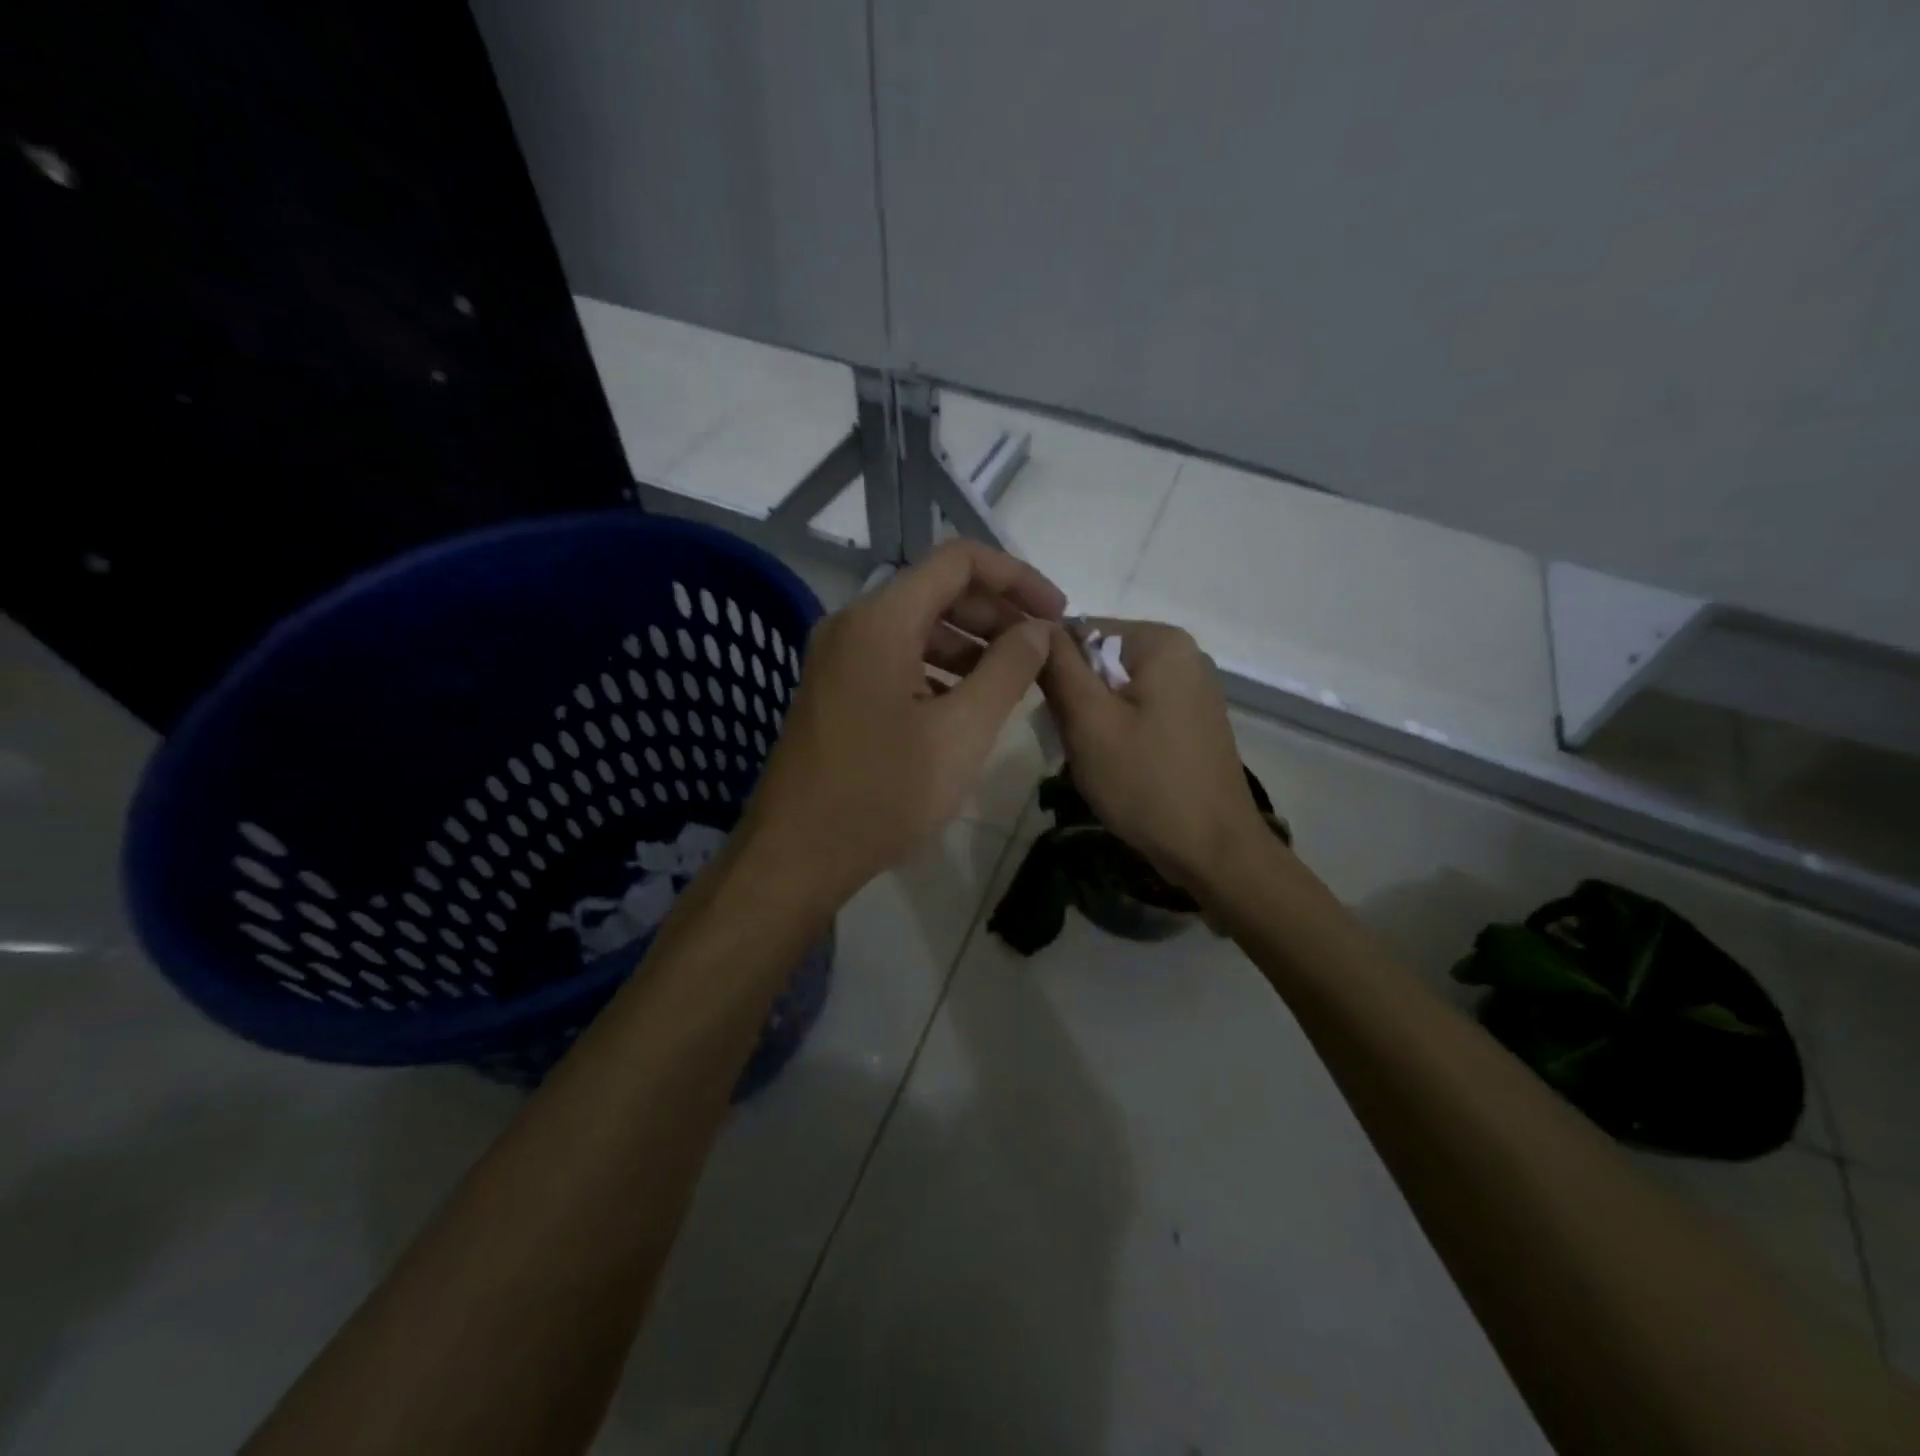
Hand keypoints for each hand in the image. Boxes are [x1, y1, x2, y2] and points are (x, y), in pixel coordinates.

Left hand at [739, 540, 1064, 906]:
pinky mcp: (835, 690)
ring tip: (1012, 681)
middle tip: (1039, 652)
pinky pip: (895, 659)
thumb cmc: (883, 794)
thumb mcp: (962, 732)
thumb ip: (1008, 670)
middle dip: (995, 614)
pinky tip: (965, 706)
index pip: (958, 560)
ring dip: (969, 645)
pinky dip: (937, 670)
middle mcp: (853, 624)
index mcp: (880, 620)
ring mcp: (838, 658)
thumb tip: (1037, 629)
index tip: (1055, 613)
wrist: (797, 854)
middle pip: (937, 592)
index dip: (1016, 577)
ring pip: (916, 628)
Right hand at [1039, 619, 1270, 892]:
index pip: (1081, 630)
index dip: (1054, 668)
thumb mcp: (1088, 722)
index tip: (1049, 713)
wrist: (1213, 850)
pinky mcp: (1193, 720)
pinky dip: (1118, 731)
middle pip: (1100, 660)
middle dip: (1077, 698)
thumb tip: (1034, 626)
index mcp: (1161, 641)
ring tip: (1094, 758)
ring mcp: (1193, 688)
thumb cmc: (1146, 782)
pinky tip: (1118, 765)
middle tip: (1074, 742)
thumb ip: (1058, 668)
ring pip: (1116, 689)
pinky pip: (1139, 710)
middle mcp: (1184, 653)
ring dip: (1094, 720)